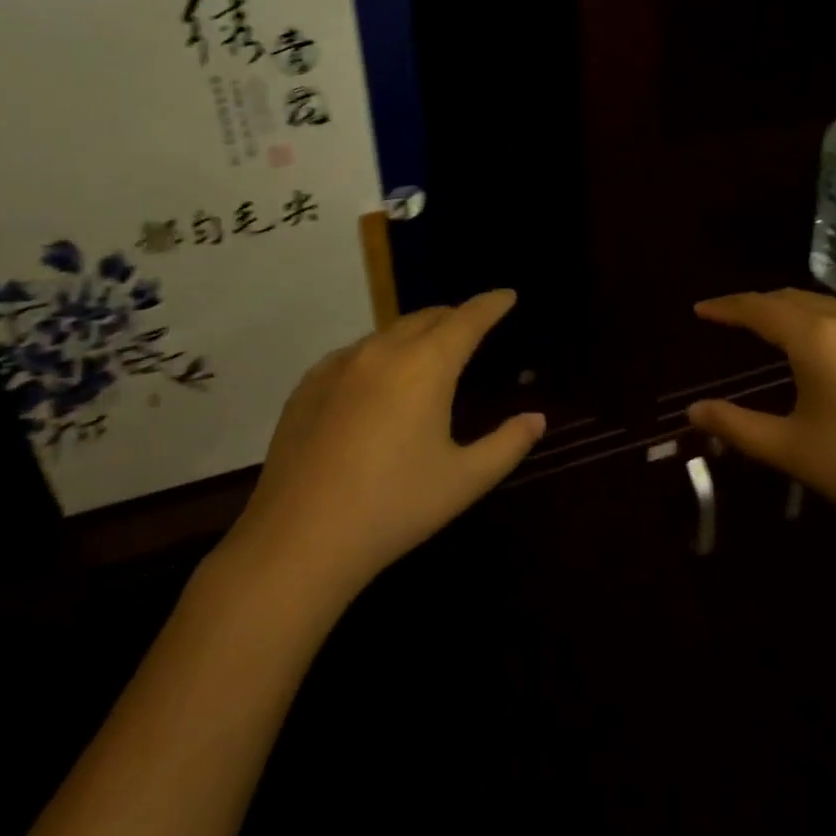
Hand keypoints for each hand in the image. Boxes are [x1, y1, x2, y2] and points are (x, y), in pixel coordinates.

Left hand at [214, 290, 544, 602]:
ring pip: (388, 333)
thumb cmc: (393, 508)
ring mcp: (339, 365)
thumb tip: (536, 419)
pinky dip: (377, 356)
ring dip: (415, 335)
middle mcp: (383, 351)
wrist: (299, 541)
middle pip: (427, 317)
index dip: (490, 304)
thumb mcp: (463, 481)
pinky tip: (376, 384)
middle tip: (471, 329)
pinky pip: (353, 354)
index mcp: (426, 366)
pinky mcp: (308, 385)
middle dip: (454, 317)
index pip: (467, 319)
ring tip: (426, 356)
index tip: (507, 295)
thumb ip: (507, 445)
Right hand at [688, 289, 835, 558]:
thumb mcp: (791, 450)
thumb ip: (736, 425)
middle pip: (794, 299)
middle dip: (759, 305)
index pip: (759, 308)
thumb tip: (693, 410)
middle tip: (733, 319)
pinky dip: (833, 327)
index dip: (726, 307)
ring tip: (777, 329)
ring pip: (831, 307)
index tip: (701, 309)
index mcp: (816, 338)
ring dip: (796, 312)